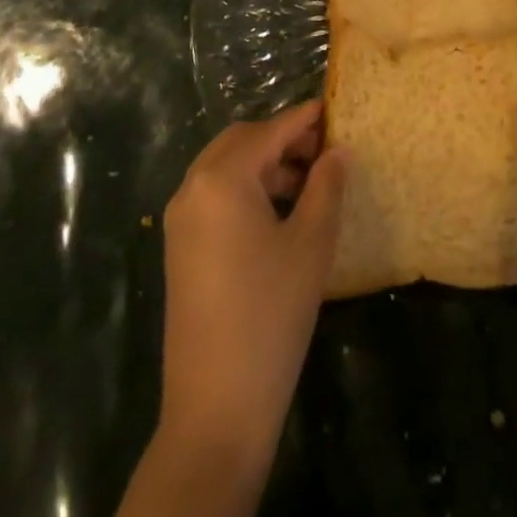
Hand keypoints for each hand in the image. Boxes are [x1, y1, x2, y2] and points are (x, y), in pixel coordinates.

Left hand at [157, 101, 345, 472]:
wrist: (216, 408)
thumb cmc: (271, 315)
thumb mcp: (310, 244)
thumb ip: (326, 186)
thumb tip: (337, 150)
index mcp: (221, 178)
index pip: (269, 132)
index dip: (304, 119)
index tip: (334, 108)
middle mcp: (192, 187)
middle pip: (241, 141)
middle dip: (282, 139)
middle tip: (324, 150)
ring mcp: (180, 219)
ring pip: (225, 167)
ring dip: (264, 164)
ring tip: (308, 182)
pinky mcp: (180, 247)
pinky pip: (214, 195)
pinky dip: (246, 188)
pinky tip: (279, 211)